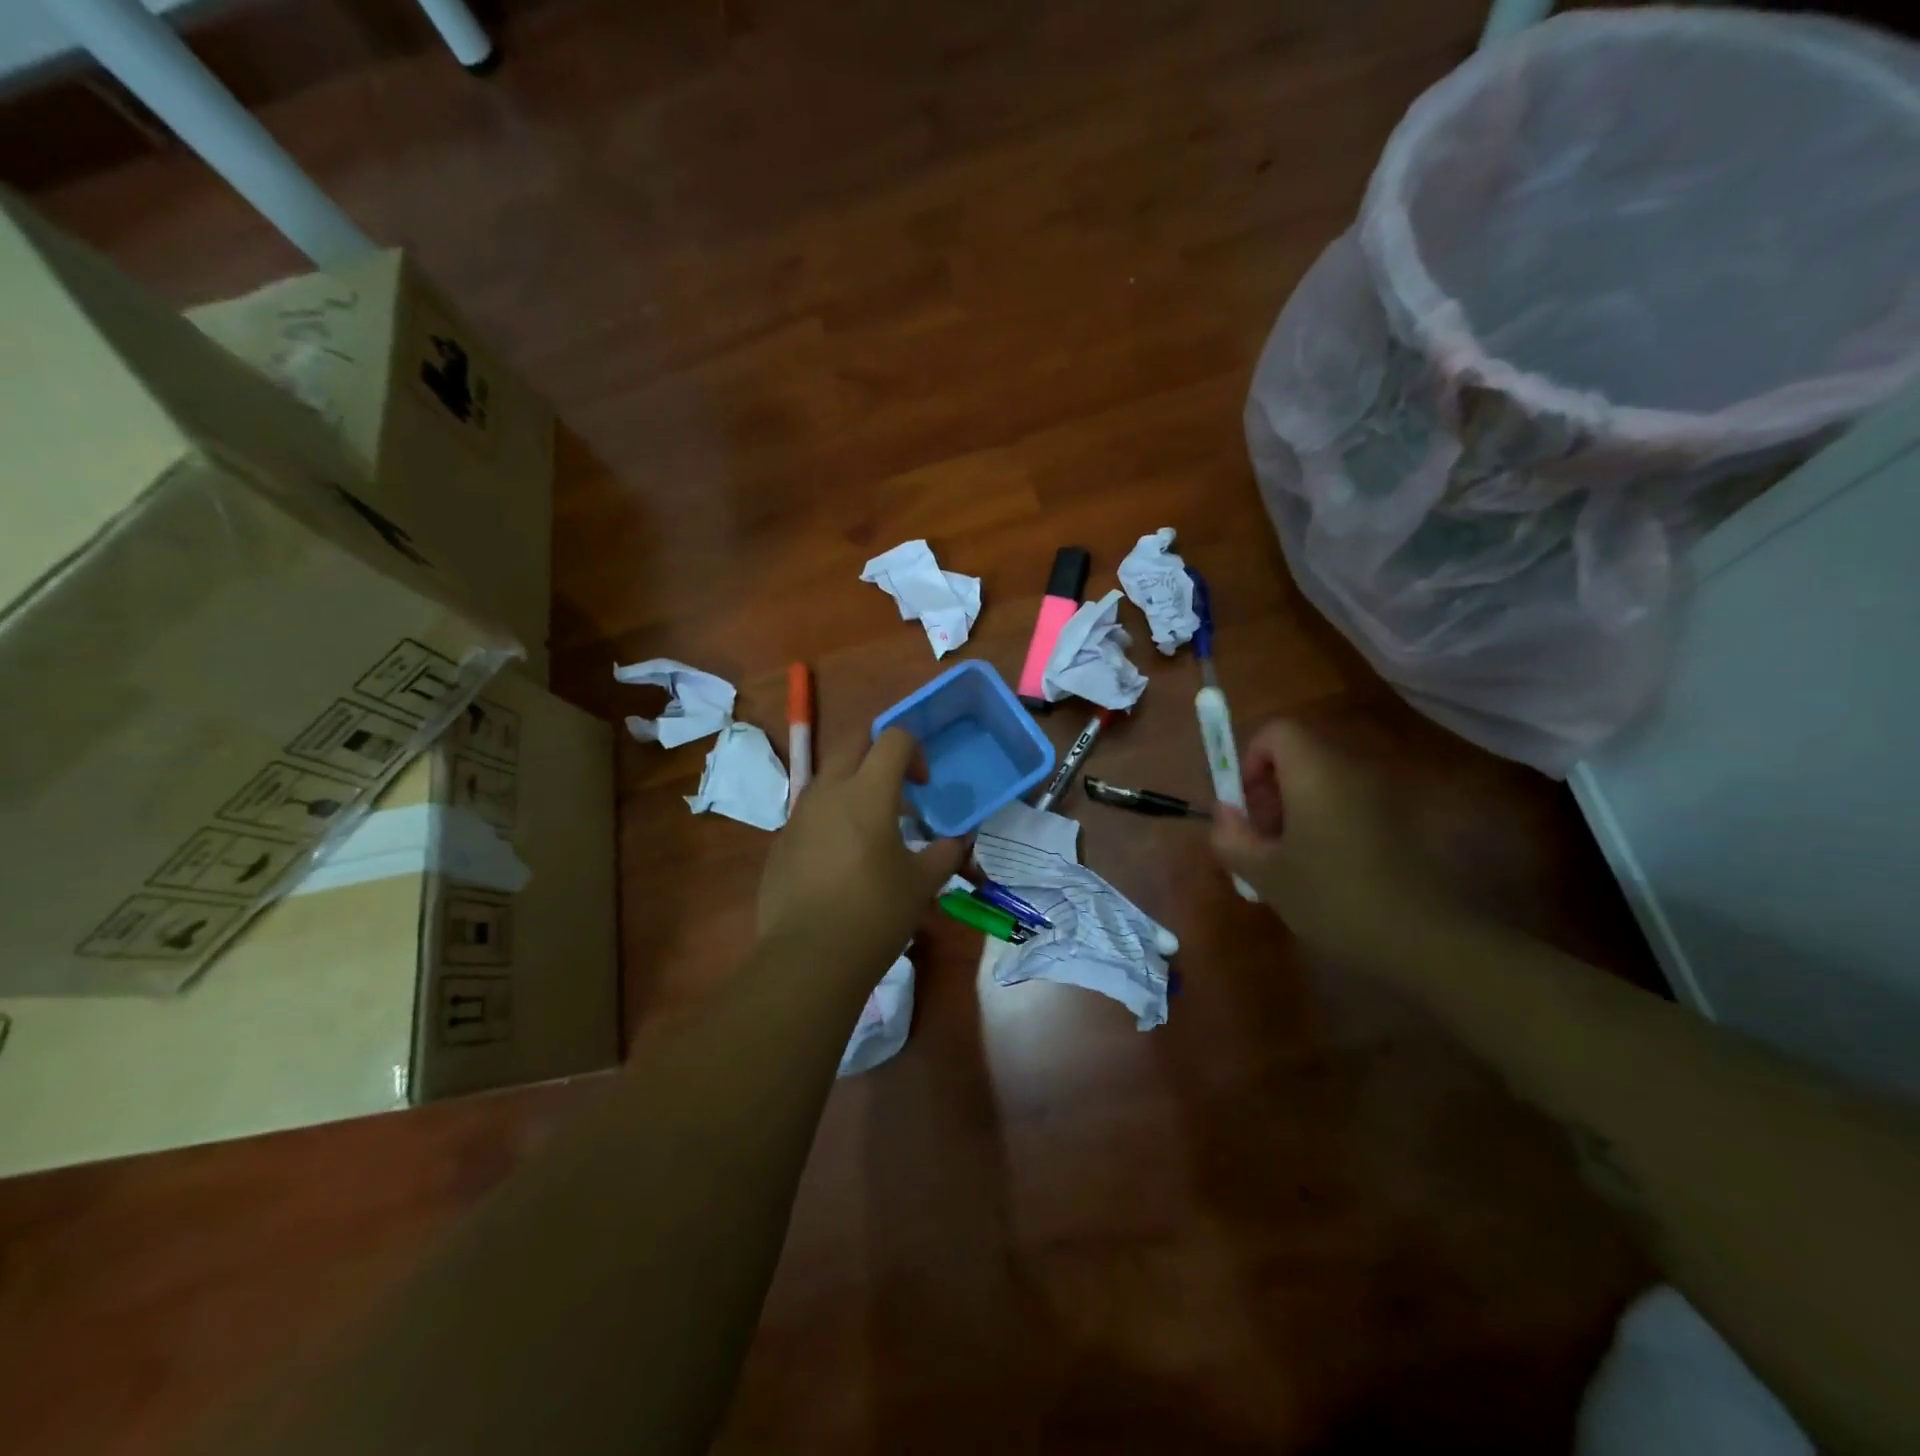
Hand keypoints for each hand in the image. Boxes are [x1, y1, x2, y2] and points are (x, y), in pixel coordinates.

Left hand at [757, 728, 965, 972]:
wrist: (809, 957)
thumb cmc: (875, 913)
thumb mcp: (922, 883)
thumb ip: (945, 853)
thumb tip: (958, 840)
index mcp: (868, 791)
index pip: (893, 738)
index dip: (914, 750)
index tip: (924, 785)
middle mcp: (829, 791)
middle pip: (854, 743)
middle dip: (879, 753)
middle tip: (899, 789)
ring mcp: (799, 815)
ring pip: (828, 776)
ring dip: (853, 785)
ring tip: (873, 826)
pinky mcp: (781, 841)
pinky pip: (810, 811)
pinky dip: (831, 817)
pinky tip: (842, 859)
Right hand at [1211, 720, 1463, 963]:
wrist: (1426, 940)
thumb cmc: (1333, 897)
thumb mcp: (1265, 874)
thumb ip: (1232, 837)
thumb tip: (1224, 813)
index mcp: (1316, 772)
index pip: (1277, 731)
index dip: (1251, 759)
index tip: (1245, 804)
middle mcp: (1350, 771)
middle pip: (1300, 755)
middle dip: (1270, 788)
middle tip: (1260, 836)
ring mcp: (1380, 796)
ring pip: (1323, 781)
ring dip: (1296, 808)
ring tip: (1287, 858)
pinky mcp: (1398, 822)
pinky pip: (1347, 804)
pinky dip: (1324, 823)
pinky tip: (1322, 871)